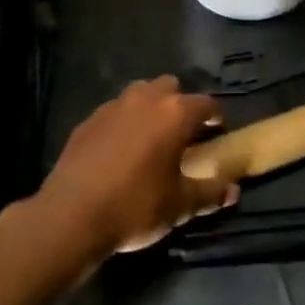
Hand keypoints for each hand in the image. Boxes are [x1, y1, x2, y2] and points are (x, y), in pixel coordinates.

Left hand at [30, 76, 240, 267]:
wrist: (70, 216)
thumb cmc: (135, 207)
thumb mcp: (179, 206)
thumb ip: (210, 193)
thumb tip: (233, 191)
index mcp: (175, 113)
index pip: (206, 104)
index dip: (216, 118)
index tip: (217, 134)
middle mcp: (146, 99)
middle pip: (171, 88)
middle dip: (180, 105)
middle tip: (182, 135)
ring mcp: (113, 106)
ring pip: (140, 94)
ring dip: (150, 108)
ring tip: (150, 139)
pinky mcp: (88, 120)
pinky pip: (115, 112)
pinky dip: (123, 123)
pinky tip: (119, 151)